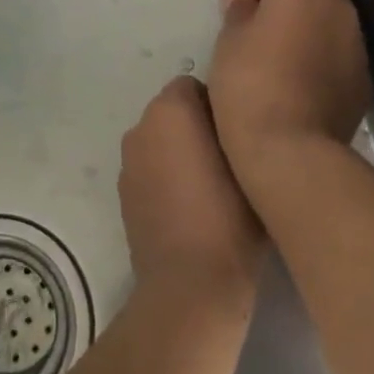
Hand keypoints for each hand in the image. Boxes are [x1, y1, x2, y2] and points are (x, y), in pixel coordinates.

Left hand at [119, 77, 263, 302]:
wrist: (191, 287)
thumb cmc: (229, 217)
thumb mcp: (249, 161)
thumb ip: (236, 126)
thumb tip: (231, 119)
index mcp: (170, 110)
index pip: (195, 86)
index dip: (218, 106)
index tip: (238, 135)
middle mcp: (141, 127)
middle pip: (173, 112)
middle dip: (196, 126)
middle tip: (229, 160)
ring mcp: (128, 162)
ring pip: (160, 141)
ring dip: (179, 152)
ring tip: (211, 188)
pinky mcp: (123, 195)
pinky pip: (149, 169)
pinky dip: (165, 178)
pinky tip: (189, 209)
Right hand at [209, 0, 372, 181]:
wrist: (291, 152)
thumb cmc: (250, 83)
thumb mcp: (228, 40)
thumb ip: (238, 10)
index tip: (243, 3)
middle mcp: (340, 6)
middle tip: (256, 27)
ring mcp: (357, 44)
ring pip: (329, 17)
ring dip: (305, 25)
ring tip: (275, 58)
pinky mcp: (362, 79)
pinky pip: (338, 51)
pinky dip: (320, 54)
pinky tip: (296, 84)